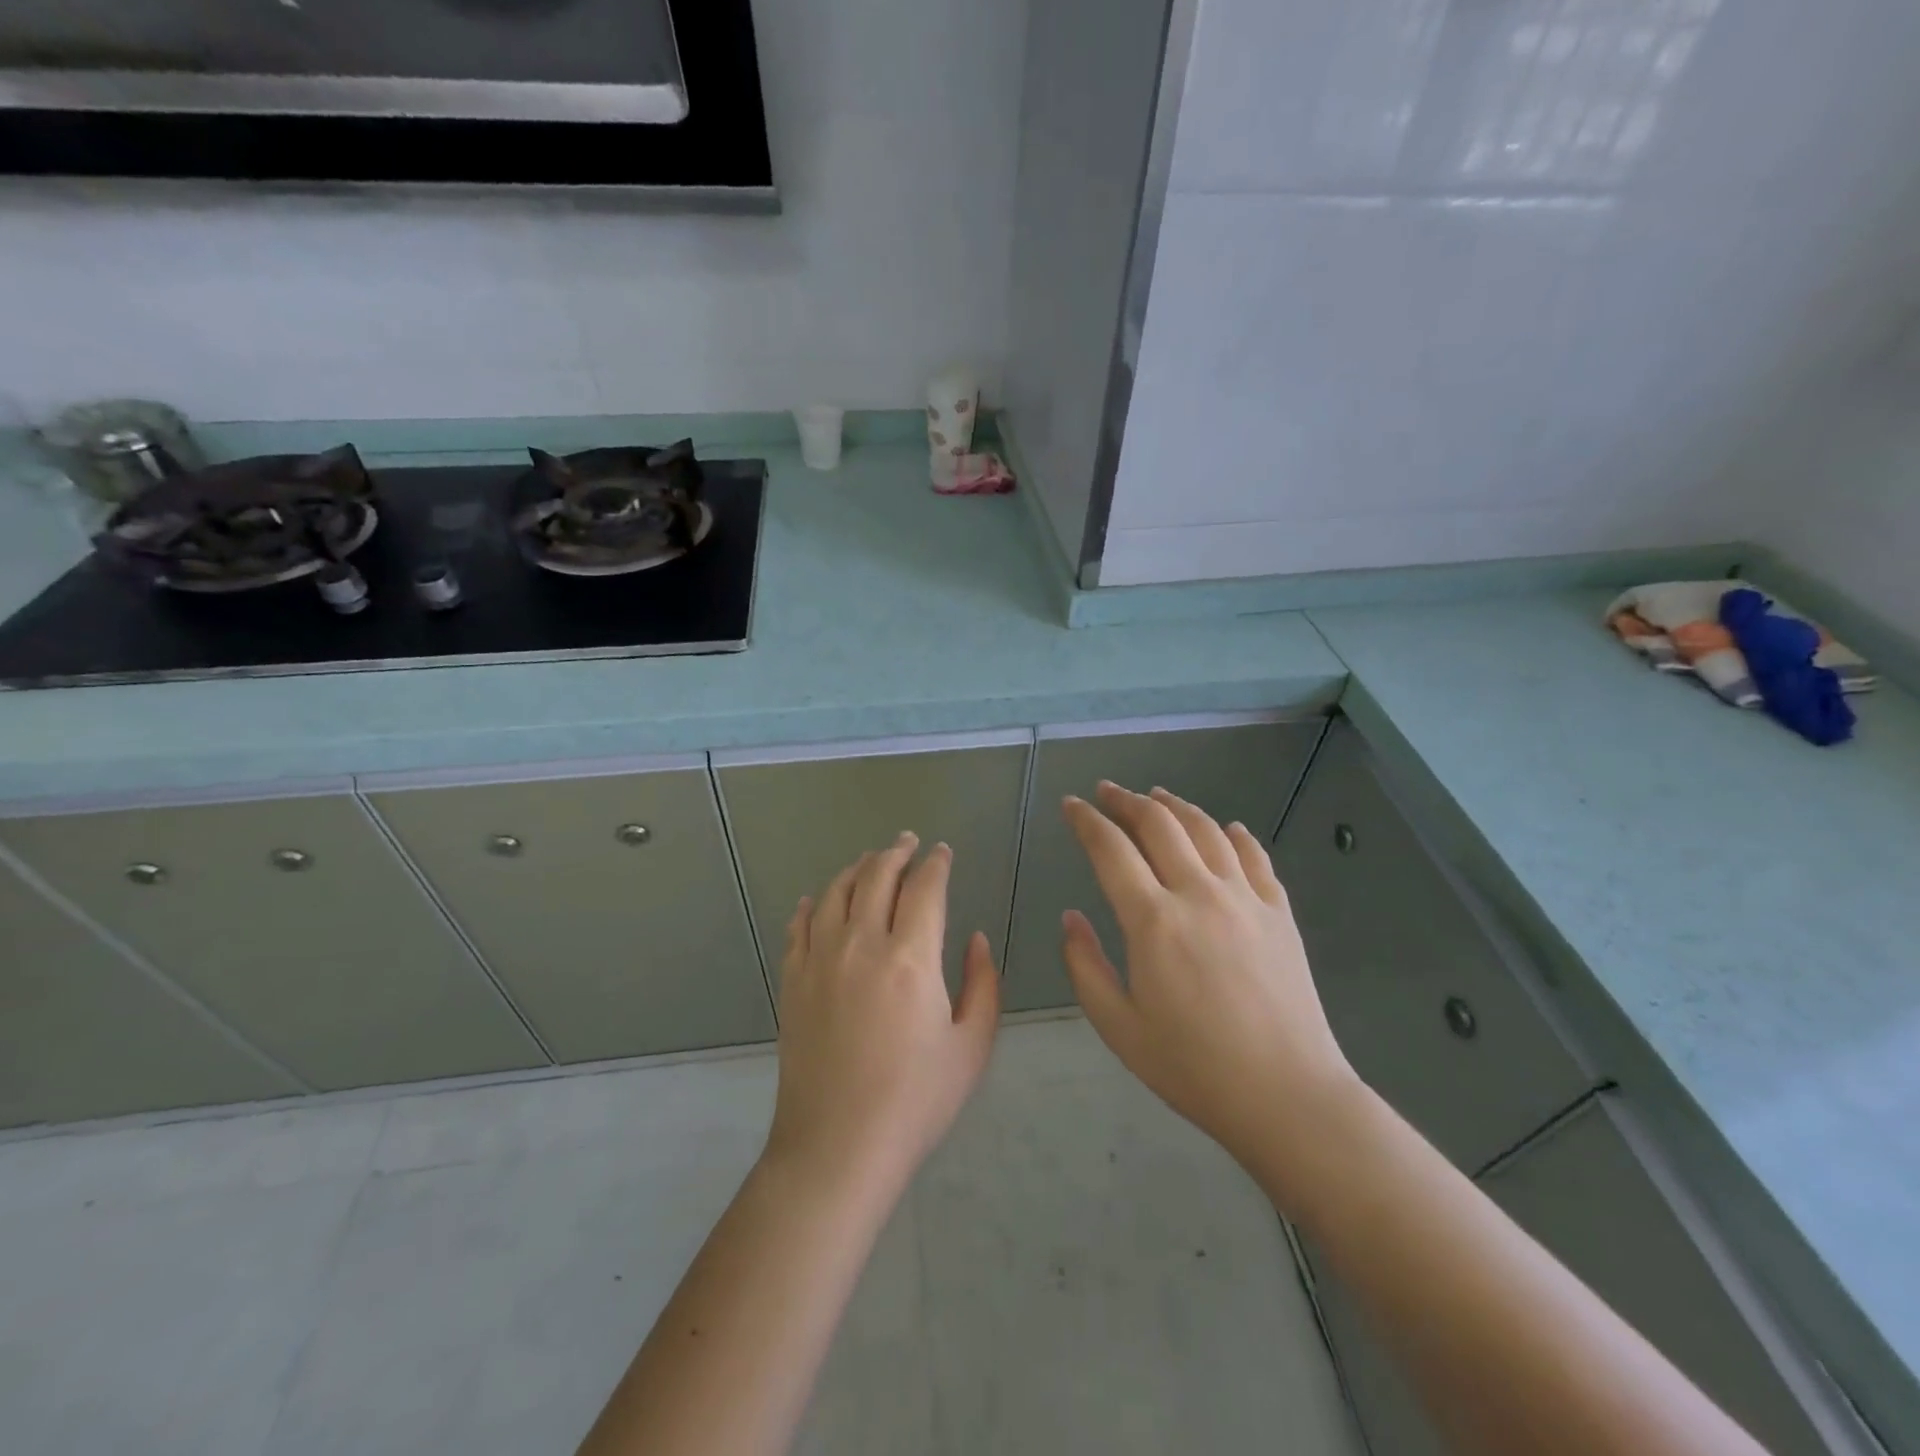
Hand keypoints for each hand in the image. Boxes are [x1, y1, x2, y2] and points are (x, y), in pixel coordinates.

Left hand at [765, 833, 999, 1195]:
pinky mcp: (792, 981)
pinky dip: (809, 905)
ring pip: (835, 892)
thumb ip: (982, 984)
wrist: (838, 1146)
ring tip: (869, 860)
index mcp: (910, 957)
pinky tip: (814, 900)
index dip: (937, 863)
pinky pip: (798, 926)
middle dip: (896, 852)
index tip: (943, 852)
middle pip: (877, 876)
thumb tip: (975, 938)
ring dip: (856, 868)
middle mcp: (861, 944)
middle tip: (908, 842)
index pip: (925, 888)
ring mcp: (819, 959)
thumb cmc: (915, 1101)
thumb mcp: (971, 1047)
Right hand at [1060, 783, 1361, 1197]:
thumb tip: (1071, 917)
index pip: (1111, 849)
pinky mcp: (1279, 912)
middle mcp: (1198, 893)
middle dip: (1126, 801)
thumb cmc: (1193, 1066)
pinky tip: (1226, 828)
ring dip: (1176, 806)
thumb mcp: (1118, 1027)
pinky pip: (1254, 856)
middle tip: (1107, 792)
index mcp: (1153, 920)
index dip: (1086, 821)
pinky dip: (1234, 834)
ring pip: (1206, 829)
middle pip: (1159, 824)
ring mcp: (1245, 898)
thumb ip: (1085, 966)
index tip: (1070, 804)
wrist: (1288, 1095)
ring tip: (1156, 796)